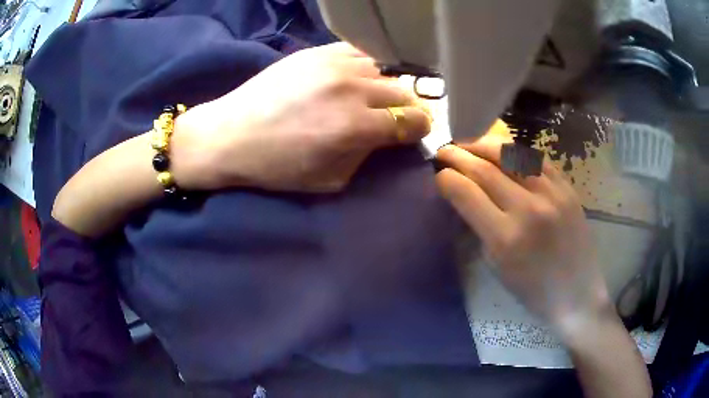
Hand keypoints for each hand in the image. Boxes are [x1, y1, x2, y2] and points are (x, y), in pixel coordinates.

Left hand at [171, 42, 430, 191]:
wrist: (230, 134)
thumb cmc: (276, 166)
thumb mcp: (330, 180)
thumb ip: (367, 157)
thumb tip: (388, 138)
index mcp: (356, 127)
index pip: (413, 120)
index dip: (418, 128)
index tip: (412, 132)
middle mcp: (352, 89)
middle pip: (405, 92)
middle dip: (406, 108)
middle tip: (393, 118)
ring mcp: (334, 64)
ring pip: (384, 70)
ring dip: (383, 86)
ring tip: (368, 97)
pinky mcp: (317, 51)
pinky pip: (358, 53)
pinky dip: (364, 67)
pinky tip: (351, 79)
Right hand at [435, 134, 611, 327]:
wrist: (577, 293)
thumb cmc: (533, 290)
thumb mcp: (497, 266)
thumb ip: (480, 227)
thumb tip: (465, 196)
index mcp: (505, 238)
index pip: (466, 193)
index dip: (446, 179)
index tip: (439, 175)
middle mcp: (528, 209)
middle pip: (484, 169)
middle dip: (458, 155)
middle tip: (444, 150)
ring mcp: (551, 194)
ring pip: (511, 153)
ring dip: (484, 145)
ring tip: (471, 145)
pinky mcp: (567, 188)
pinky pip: (536, 158)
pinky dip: (515, 151)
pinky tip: (504, 151)